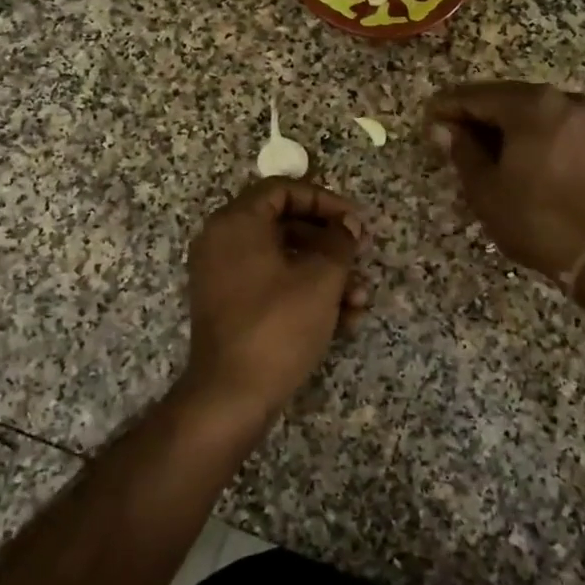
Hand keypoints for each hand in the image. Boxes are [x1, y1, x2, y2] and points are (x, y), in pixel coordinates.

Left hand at [181, 179, 368, 423]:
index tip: (355, 222)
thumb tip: (348, 225)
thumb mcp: (321, 279)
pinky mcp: (230, 306)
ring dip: (325, 273)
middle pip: (285, 224)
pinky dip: (305, 293)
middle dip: (330, 242)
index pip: (283, 189)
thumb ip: (340, 242)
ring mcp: (223, 275)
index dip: (325, 200)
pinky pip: (272, 284)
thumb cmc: (278, 325)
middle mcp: (223, 241)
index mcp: (236, 222)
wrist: (231, 395)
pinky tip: (343, 319)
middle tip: (362, 255)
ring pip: (284, 259)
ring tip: (360, 299)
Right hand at [425, 81, 584, 281]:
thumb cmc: (538, 219)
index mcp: (531, 105)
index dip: (447, 108)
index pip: (475, 96)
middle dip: (475, 115)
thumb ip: (462, 151)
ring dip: (502, 126)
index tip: (426, 120)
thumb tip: (442, 128)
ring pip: (530, 113)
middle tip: (448, 136)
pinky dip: (528, 136)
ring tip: (477, 150)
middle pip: (505, 98)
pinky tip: (513, 157)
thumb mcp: (486, 189)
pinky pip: (552, 127)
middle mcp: (561, 99)